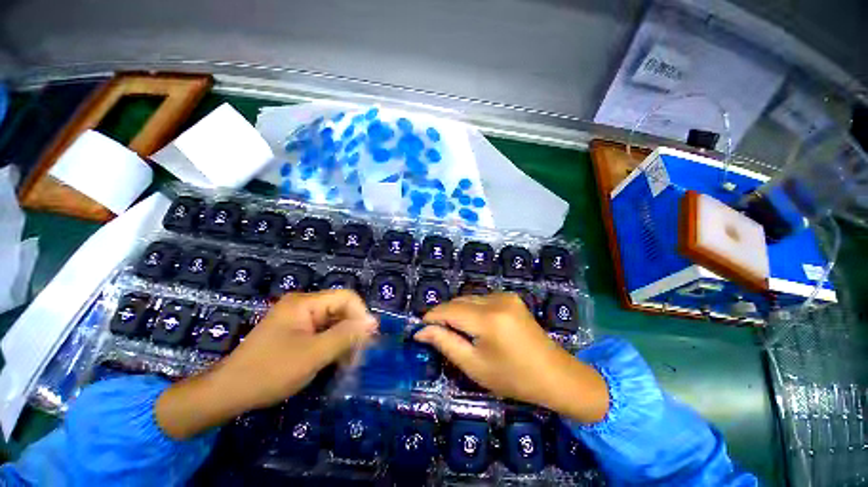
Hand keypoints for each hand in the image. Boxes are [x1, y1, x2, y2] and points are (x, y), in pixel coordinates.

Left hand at [156, 290, 376, 438]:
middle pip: (340, 309)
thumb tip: (373, 322)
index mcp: (305, 303)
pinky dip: (332, 343)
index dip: (361, 314)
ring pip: (333, 321)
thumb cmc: (270, 372)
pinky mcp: (295, 331)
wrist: (227, 393)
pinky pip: (322, 331)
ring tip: (349, 360)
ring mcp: (298, 318)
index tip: (368, 338)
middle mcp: (303, 305)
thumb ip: (345, 336)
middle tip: (359, 353)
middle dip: (353, 329)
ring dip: (344, 338)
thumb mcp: (313, 355)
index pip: (346, 297)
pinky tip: (336, 359)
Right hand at [416, 293, 608, 422]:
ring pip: (469, 299)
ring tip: (456, 332)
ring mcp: (505, 296)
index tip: (420, 329)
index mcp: (488, 319)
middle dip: (444, 315)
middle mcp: (496, 299)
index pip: (449, 310)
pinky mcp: (510, 297)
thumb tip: (421, 331)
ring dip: (457, 312)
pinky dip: (471, 309)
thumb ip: (445, 343)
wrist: (555, 375)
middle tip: (437, 335)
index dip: (431, 317)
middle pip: (458, 301)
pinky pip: (481, 299)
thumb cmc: (513, 378)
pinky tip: (475, 326)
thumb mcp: (474, 365)